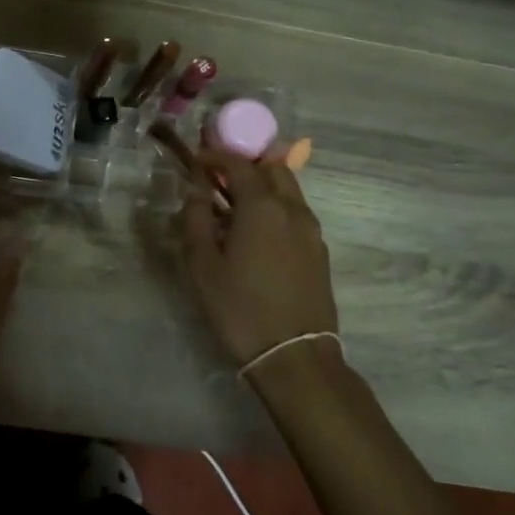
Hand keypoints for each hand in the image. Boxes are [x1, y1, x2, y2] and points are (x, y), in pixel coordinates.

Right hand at [179, 152, 337, 369]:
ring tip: (235, 208)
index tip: (197, 161)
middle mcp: (292, 208)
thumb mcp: (202, 265)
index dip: (216, 156)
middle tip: (219, 180)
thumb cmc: (240, 308)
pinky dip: (276, 209)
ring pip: (288, 190)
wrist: (295, 357)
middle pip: (272, 168)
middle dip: (246, 165)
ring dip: (263, 187)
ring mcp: (311, 230)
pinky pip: (295, 214)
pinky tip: (257, 235)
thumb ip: (196, 219)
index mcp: (262, 205)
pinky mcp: (319, 251)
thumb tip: (197, 191)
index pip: (239, 163)